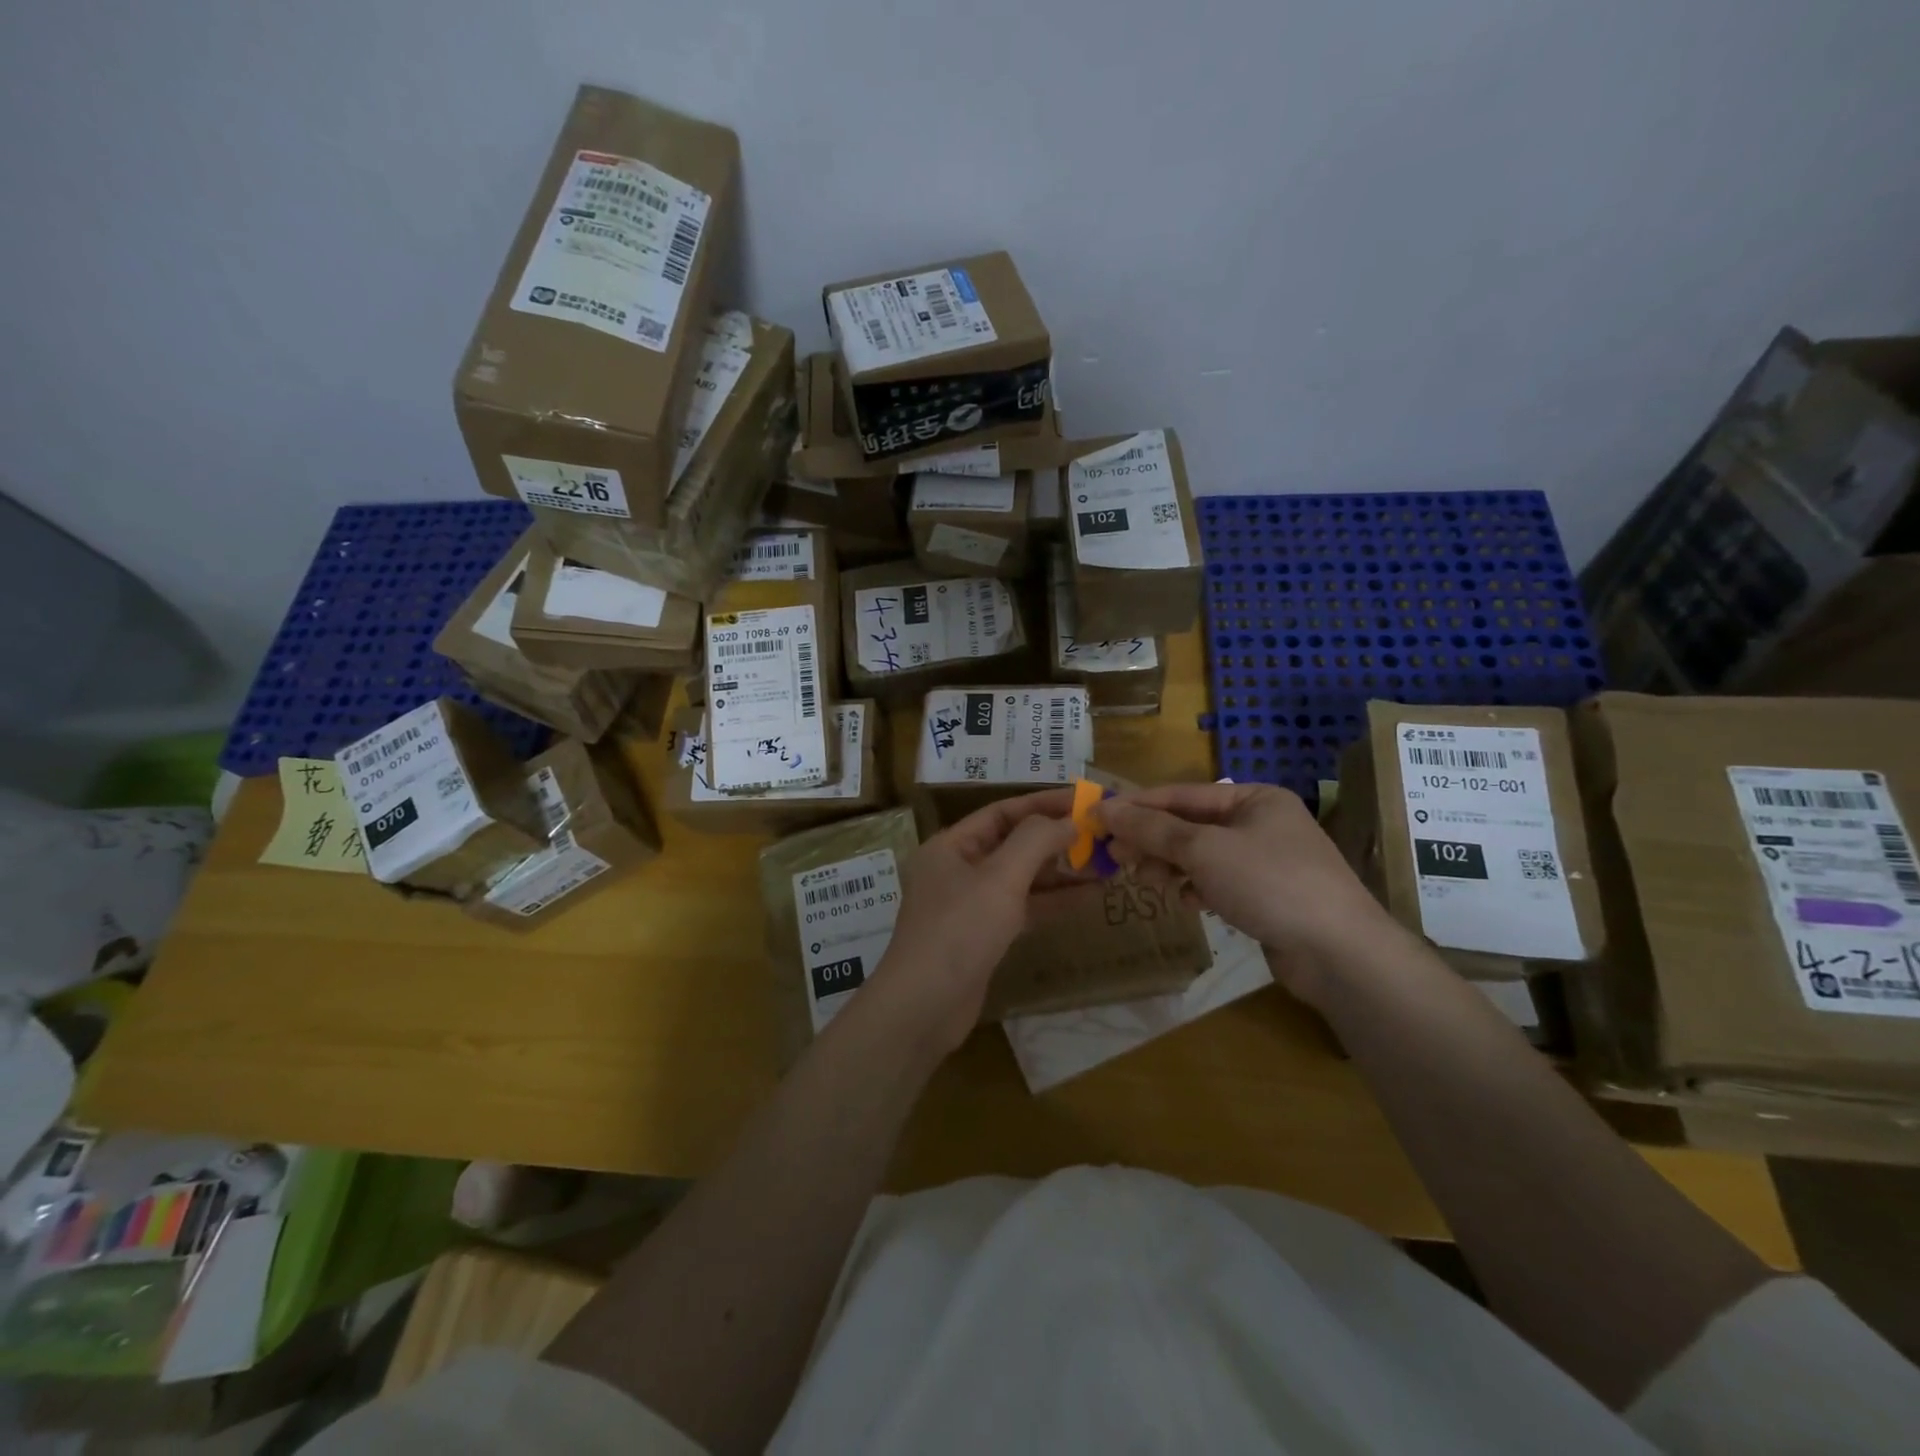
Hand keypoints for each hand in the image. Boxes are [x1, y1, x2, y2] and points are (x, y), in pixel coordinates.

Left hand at [868, 789, 1080, 1053]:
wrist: (924, 1007)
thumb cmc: (959, 930)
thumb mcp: (999, 878)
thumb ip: (1035, 841)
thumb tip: (1068, 821)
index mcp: (950, 846)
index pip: (1002, 812)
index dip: (1043, 804)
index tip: (1084, 801)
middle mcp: (958, 869)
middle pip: (1013, 844)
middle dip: (1056, 839)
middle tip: (1102, 835)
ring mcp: (970, 905)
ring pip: (1021, 878)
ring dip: (1060, 872)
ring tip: (1106, 864)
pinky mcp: (984, 936)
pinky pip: (1023, 908)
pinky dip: (1052, 902)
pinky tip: (1088, 898)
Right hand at [1099, 782, 1409, 1008]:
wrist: (1339, 953)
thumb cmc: (1270, 883)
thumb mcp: (1204, 850)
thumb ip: (1153, 829)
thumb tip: (1105, 808)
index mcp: (1253, 798)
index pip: (1181, 794)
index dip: (1137, 806)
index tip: (1097, 818)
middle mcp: (1260, 823)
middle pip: (1189, 825)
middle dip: (1152, 840)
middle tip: (1115, 857)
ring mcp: (1265, 861)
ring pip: (1200, 856)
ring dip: (1170, 866)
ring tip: (1146, 882)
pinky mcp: (1266, 896)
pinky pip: (1217, 882)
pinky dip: (1196, 888)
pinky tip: (1187, 902)